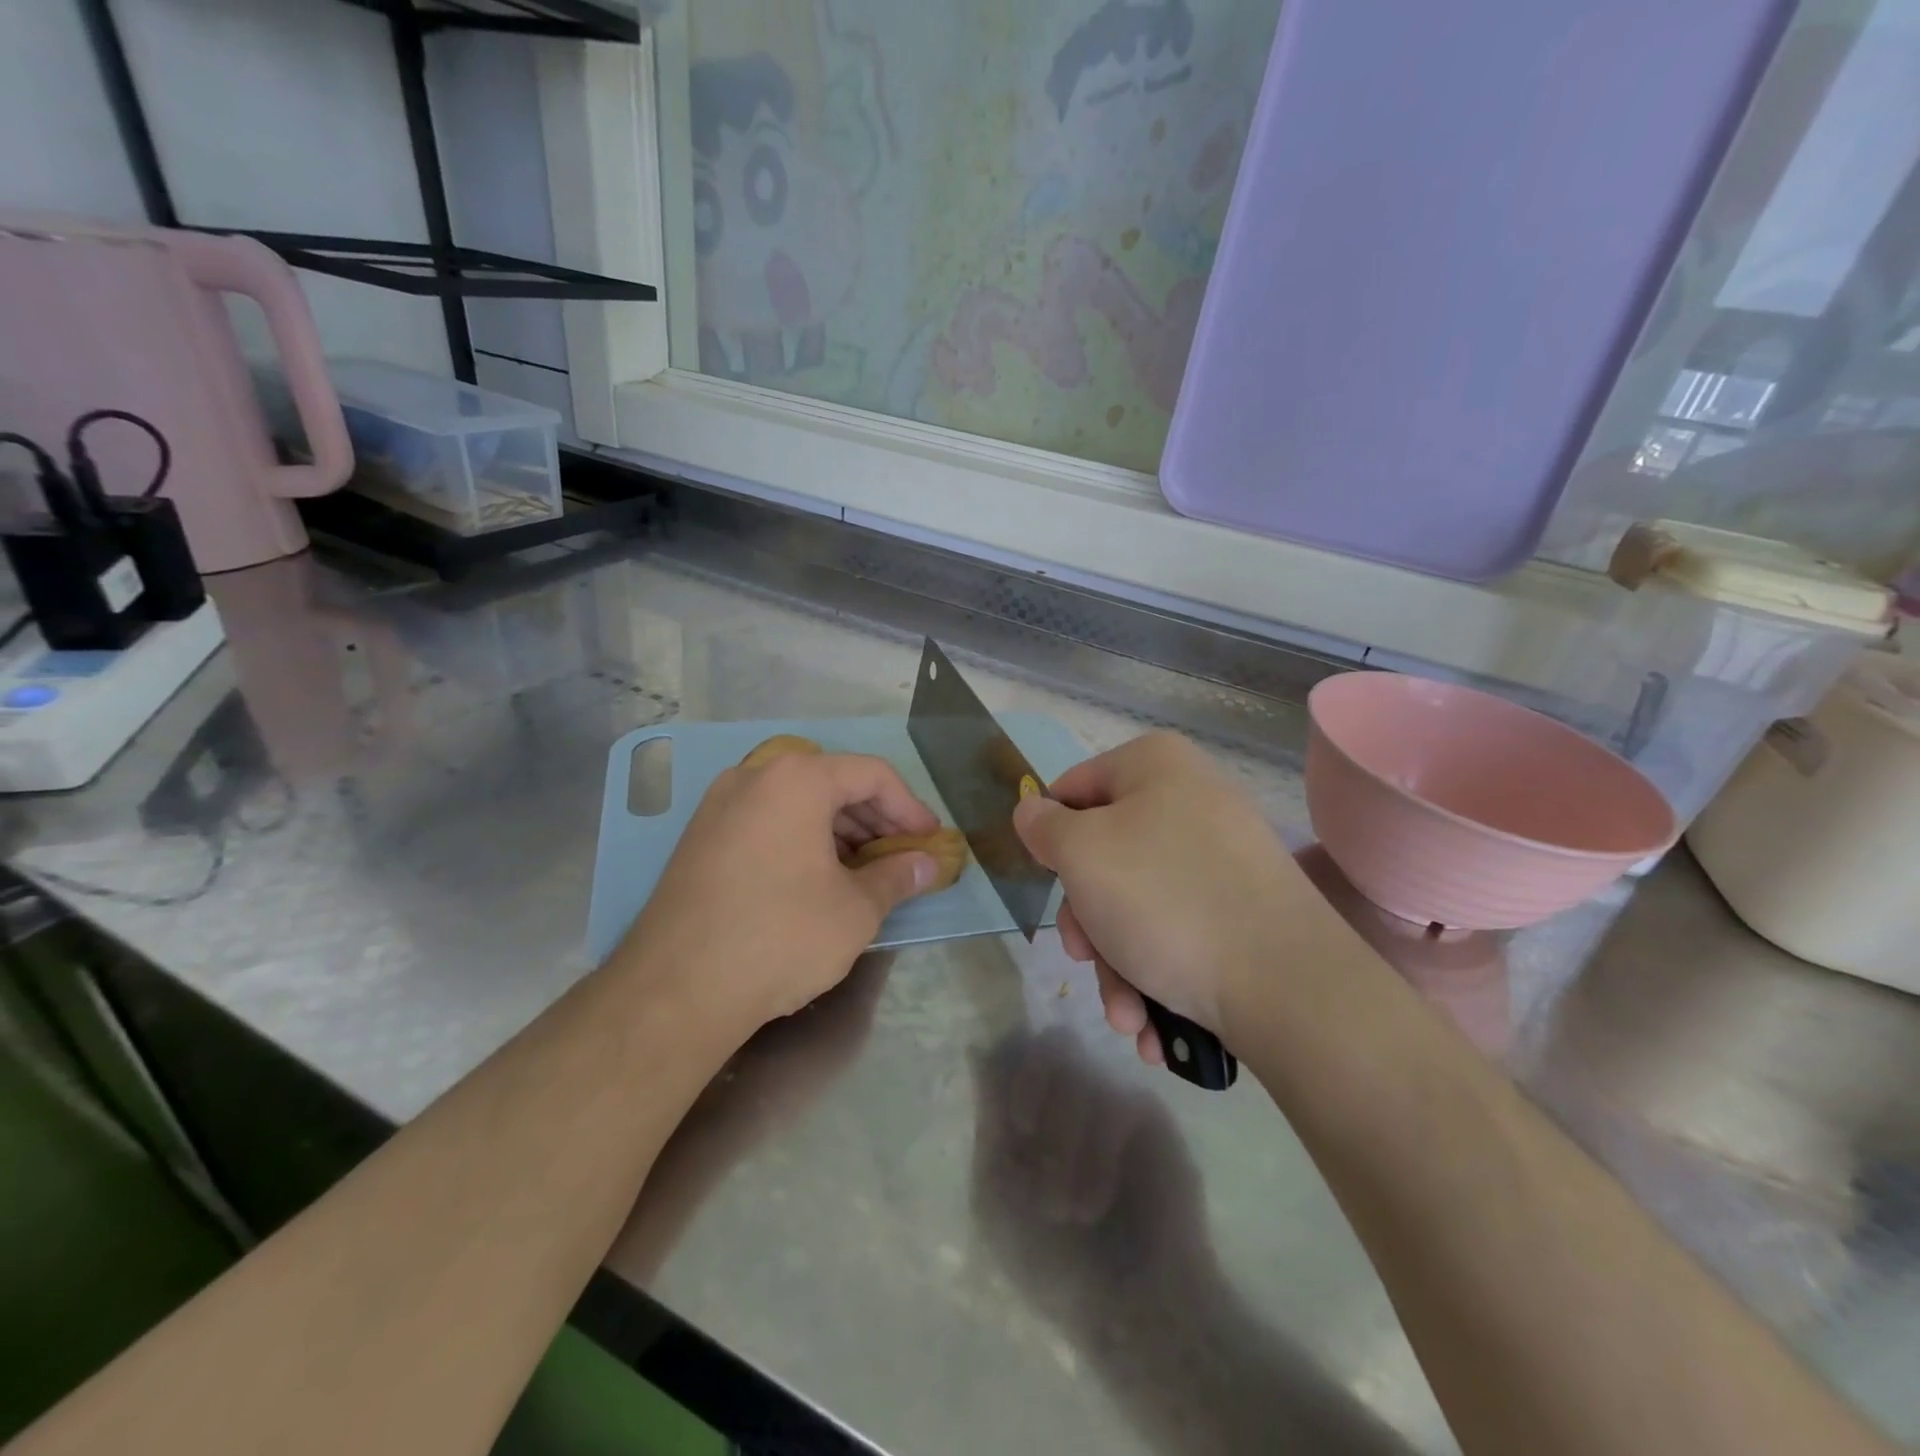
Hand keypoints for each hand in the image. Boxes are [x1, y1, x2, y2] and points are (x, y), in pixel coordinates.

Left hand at [617, 753, 941, 1036]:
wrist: (677, 989)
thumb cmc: (781, 936)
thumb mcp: (855, 909)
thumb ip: (898, 877)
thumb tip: (927, 865)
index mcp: (797, 779)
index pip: (872, 775)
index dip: (910, 807)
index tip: (929, 841)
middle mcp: (754, 776)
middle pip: (832, 782)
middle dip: (875, 818)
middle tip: (902, 856)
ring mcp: (719, 805)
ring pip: (797, 802)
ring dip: (840, 830)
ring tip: (865, 871)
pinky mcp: (700, 837)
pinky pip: (766, 821)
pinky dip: (802, 839)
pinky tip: (817, 878)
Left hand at [971, 1029, 1210, 1313]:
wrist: (1128, 1311)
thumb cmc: (1053, 1261)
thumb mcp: (998, 1193)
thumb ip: (989, 1117)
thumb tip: (976, 1046)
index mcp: (1027, 1108)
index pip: (1011, 1049)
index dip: (1005, 1066)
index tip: (1007, 1115)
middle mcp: (1067, 1094)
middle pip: (1045, 1043)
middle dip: (1029, 1086)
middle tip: (1024, 1133)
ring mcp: (1107, 1098)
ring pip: (1076, 1071)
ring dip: (1061, 1142)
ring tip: (1067, 1208)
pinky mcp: (1144, 1113)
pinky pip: (1114, 1100)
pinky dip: (1097, 1153)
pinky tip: (1095, 1200)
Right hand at [1012, 732, 1319, 1064]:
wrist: (1286, 985)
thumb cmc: (1164, 900)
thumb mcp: (1081, 854)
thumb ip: (1043, 826)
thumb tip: (1032, 811)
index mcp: (1155, 765)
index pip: (1072, 789)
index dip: (1051, 838)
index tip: (1049, 884)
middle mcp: (1192, 799)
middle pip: (1105, 856)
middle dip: (1088, 922)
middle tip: (1084, 959)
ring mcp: (1224, 857)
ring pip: (1139, 905)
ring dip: (1118, 966)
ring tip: (1128, 1016)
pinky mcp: (1246, 908)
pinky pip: (1181, 929)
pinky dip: (1159, 975)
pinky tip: (1154, 1025)